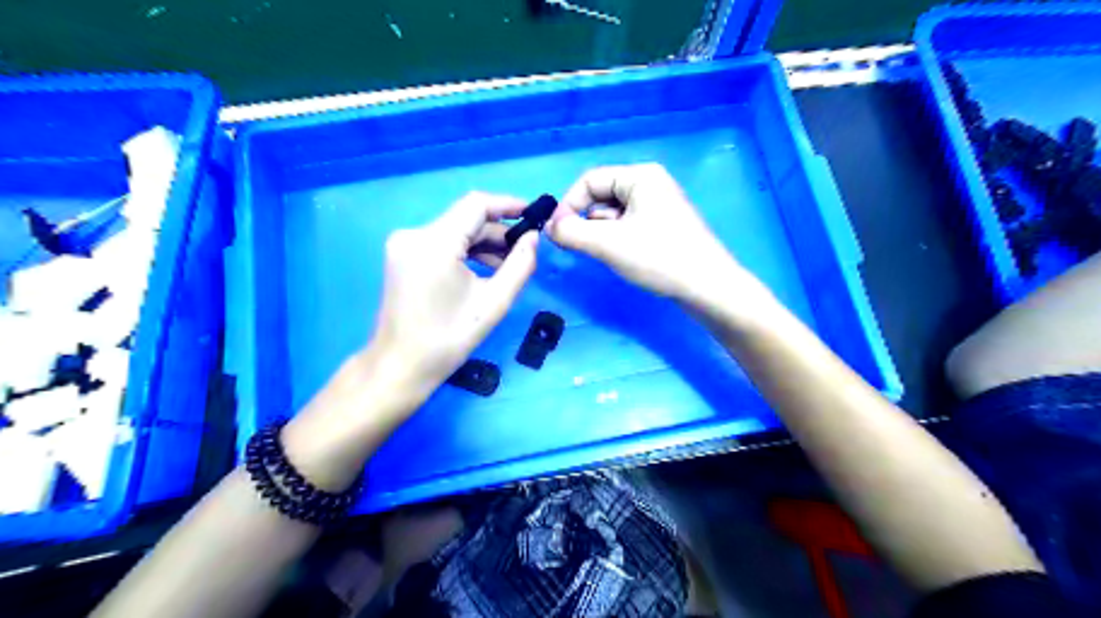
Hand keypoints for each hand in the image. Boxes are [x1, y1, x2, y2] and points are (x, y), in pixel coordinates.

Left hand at [370, 191, 539, 398]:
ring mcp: (404, 244)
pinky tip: (483, 270)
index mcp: (434, 243)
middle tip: (525, 250)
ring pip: (454, 230)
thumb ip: (520, 265)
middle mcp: (414, 234)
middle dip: (497, 231)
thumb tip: (534, 237)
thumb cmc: (448, 339)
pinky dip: (465, 251)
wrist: (400, 366)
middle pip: (465, 218)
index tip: (534, 215)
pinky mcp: (402, 256)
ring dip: (482, 243)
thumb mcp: (493, 303)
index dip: (507, 204)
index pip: (476, 204)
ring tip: (508, 266)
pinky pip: (441, 243)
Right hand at [545, 162, 752, 310]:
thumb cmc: (659, 258)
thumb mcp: (608, 244)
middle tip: (581, 247)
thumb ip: (571, 232)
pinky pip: (628, 226)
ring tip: (608, 255)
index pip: (589, 180)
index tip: (557, 233)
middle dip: (586, 221)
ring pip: (613, 214)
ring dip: (601, 233)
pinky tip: (623, 258)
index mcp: (640, 176)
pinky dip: (616, 239)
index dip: (568, 204)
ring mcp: (658, 206)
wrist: (707, 287)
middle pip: (601, 196)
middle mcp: (650, 184)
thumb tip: (549, 227)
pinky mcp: (663, 226)